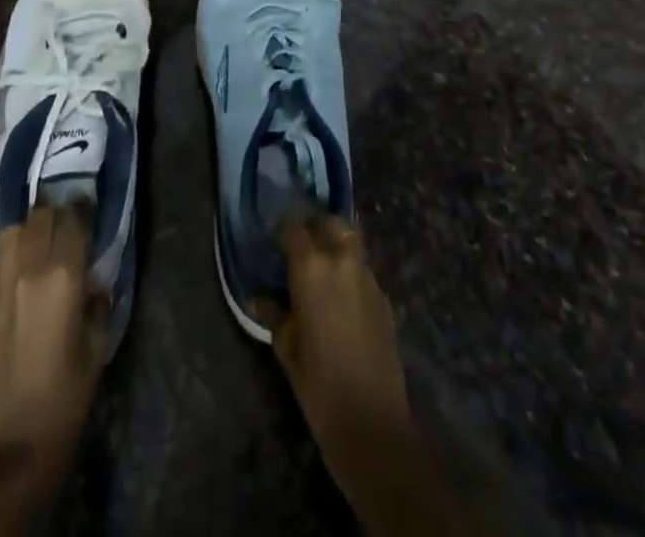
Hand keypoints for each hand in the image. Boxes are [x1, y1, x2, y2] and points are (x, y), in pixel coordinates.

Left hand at [0, 202, 108, 477]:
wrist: (15, 448)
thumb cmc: (68, 398)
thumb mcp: (96, 348)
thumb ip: (96, 305)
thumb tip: (94, 284)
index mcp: (63, 278)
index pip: (72, 221)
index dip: (81, 205)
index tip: (87, 199)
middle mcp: (28, 273)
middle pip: (39, 218)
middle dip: (53, 210)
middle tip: (63, 214)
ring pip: (10, 235)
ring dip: (26, 229)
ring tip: (36, 236)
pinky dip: (5, 262)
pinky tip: (13, 274)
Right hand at [258, 216, 411, 450]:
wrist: (371, 421)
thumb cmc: (318, 383)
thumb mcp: (287, 347)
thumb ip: (274, 314)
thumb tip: (259, 298)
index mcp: (311, 267)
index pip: (294, 228)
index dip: (283, 230)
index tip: (275, 241)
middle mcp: (341, 261)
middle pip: (331, 222)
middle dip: (316, 226)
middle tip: (302, 245)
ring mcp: (367, 277)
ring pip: (351, 242)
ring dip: (336, 246)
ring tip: (322, 268)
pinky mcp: (384, 297)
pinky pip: (364, 269)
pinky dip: (351, 271)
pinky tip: (341, 296)